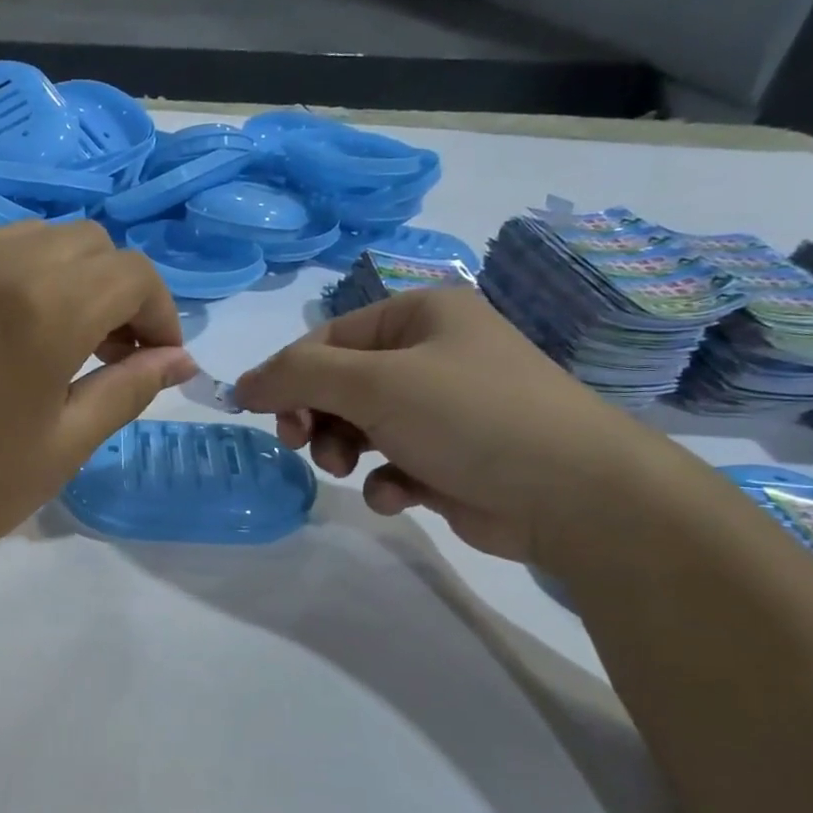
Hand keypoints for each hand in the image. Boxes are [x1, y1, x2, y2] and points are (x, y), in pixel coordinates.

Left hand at [0, 221, 196, 594]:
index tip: (159, 358)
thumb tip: (180, 360)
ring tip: (64, 341)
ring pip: (33, 239)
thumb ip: (130, 389)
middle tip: (115, 352)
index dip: (161, 311)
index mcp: (43, 309)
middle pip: (87, 243)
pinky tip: (7, 338)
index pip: (130, 273)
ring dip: (68, 277)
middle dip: (117, 289)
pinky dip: (17, 280)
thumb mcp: (66, 446)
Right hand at [232, 285, 685, 564]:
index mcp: (420, 316)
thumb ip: (298, 376)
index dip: (287, 376)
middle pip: (339, 383)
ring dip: (343, 450)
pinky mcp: (449, 458)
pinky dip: (384, 481)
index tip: (259, 416)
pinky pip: (391, 463)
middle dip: (316, 417)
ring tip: (350, 470)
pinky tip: (398, 496)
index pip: (327, 338)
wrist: (573, 494)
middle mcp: (431, 355)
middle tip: (301, 444)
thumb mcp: (374, 384)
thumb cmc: (470, 417)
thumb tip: (240, 385)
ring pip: (359, 426)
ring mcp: (442, 409)